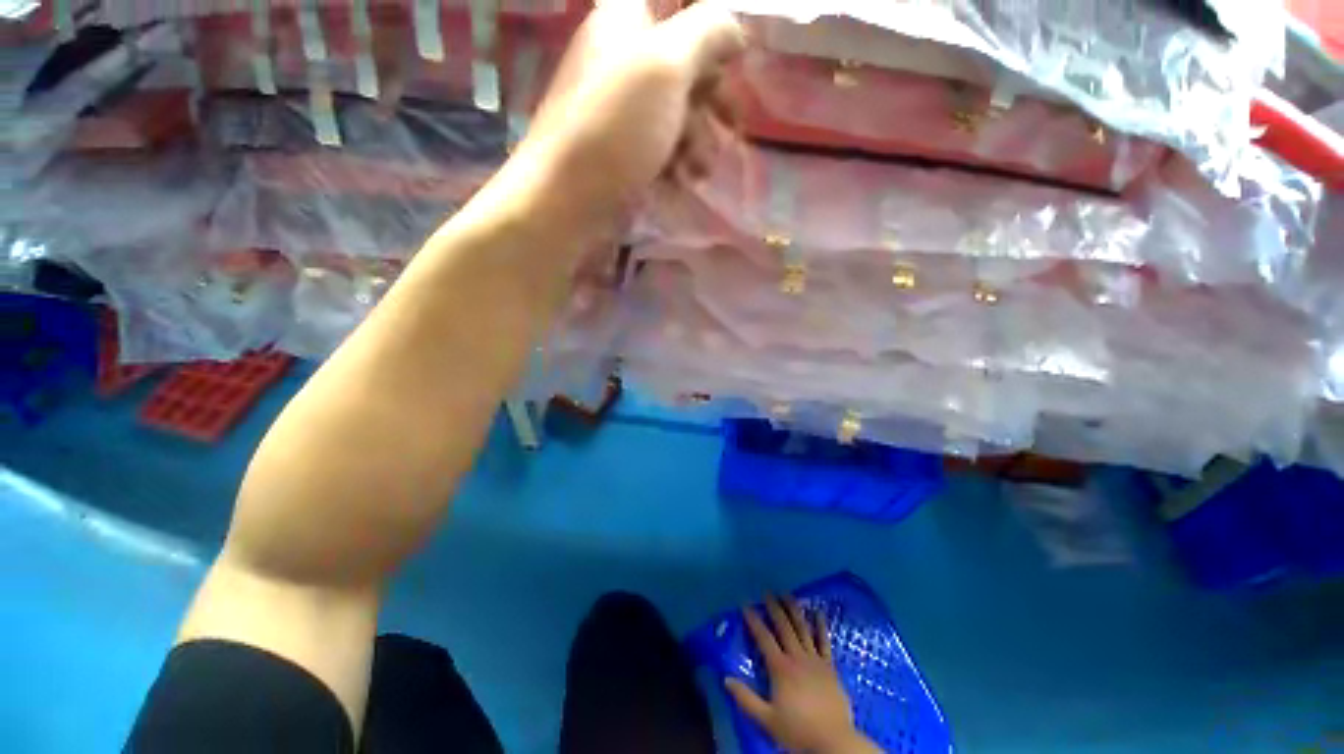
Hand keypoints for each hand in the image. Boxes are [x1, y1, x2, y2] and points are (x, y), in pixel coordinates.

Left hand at [503, 0, 744, 232]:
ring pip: (676, 109)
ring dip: (697, 137)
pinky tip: (681, 181)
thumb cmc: (615, 129)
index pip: (677, 5)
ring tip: (700, 169)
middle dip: (710, 95)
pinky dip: (676, 160)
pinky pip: (661, 144)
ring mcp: (622, 108)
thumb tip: (733, 25)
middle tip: (730, 123)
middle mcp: (622, 58)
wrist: (567, 200)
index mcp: (625, 21)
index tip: (737, 57)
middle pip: (683, 62)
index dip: (712, 29)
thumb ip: (706, 32)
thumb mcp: (665, 67)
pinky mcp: (623, 148)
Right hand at [725, 596, 879, 753]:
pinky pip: (824, 641)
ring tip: (788, 594)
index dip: (753, 620)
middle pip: (784, 627)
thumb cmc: (798, 731)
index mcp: (780, 668)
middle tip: (767, 592)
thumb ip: (745, 699)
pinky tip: (818, 612)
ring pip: (803, 629)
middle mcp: (797, 657)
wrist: (833, 742)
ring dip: (794, 610)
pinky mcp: (830, 667)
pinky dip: (820, 625)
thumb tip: (725, 678)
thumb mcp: (766, 719)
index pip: (764, 638)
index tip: (745, 603)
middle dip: (774, 608)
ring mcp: (815, 660)